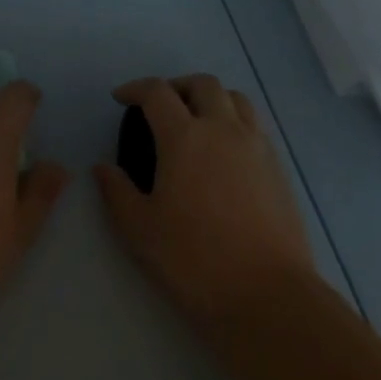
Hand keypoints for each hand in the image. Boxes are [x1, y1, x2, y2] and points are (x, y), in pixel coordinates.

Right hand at [95, 74, 316, 328]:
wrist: (267, 295)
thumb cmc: (195, 260)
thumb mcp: (141, 230)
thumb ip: (117, 192)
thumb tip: (103, 168)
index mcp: (185, 137)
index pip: (158, 92)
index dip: (135, 89)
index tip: (121, 98)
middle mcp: (223, 129)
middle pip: (202, 84)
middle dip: (176, 86)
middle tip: (160, 106)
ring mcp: (256, 146)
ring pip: (235, 98)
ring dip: (210, 98)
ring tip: (196, 120)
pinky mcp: (277, 166)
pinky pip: (254, 125)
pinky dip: (234, 121)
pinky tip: (224, 151)